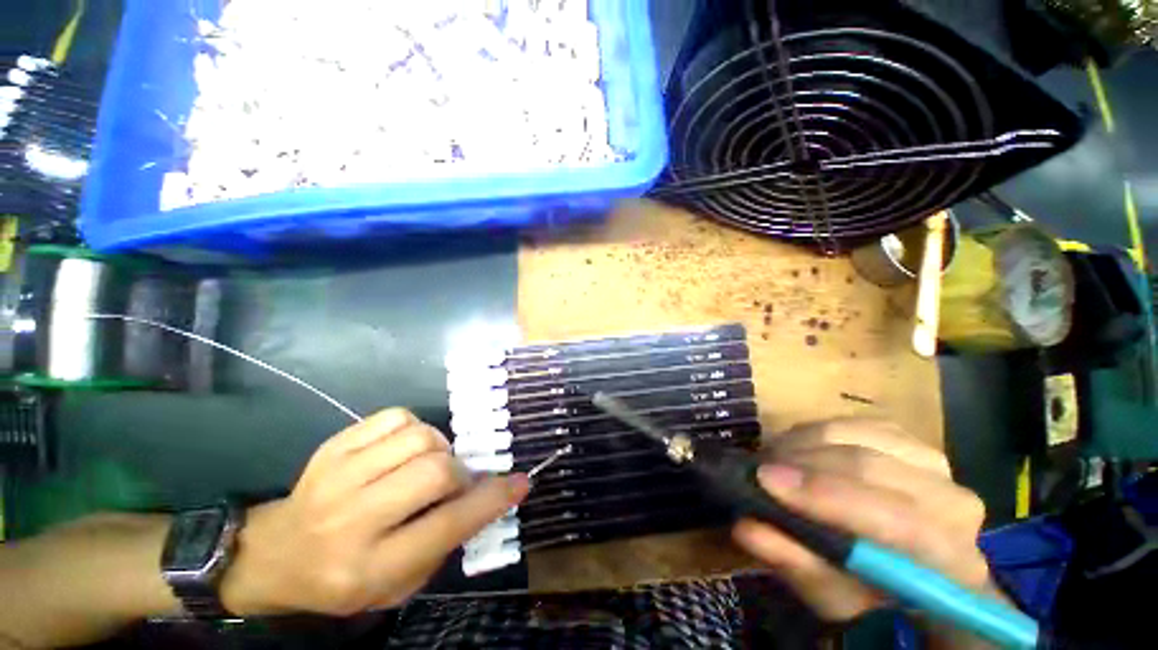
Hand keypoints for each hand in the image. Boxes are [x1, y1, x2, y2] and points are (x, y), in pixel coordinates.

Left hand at [220, 409, 528, 615]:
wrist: (275, 555)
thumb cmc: (343, 578)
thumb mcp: (398, 586)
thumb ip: (445, 542)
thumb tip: (486, 494)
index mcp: (369, 566)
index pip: (447, 525)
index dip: (492, 499)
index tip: (520, 482)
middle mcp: (351, 519)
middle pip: (434, 471)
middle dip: (460, 473)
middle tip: (456, 483)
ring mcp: (337, 476)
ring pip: (419, 437)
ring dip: (439, 449)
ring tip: (428, 465)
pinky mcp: (333, 446)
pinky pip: (395, 416)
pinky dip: (414, 429)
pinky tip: (405, 448)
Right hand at [732, 419, 994, 627]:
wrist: (909, 564)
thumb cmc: (873, 593)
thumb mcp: (832, 595)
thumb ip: (796, 564)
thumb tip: (747, 528)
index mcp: (950, 560)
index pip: (898, 521)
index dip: (827, 497)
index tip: (765, 481)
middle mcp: (954, 503)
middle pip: (870, 468)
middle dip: (803, 464)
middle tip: (758, 469)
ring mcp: (935, 463)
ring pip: (856, 437)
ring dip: (803, 445)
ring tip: (772, 459)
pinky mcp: (909, 439)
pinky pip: (852, 423)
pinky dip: (814, 433)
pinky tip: (796, 449)